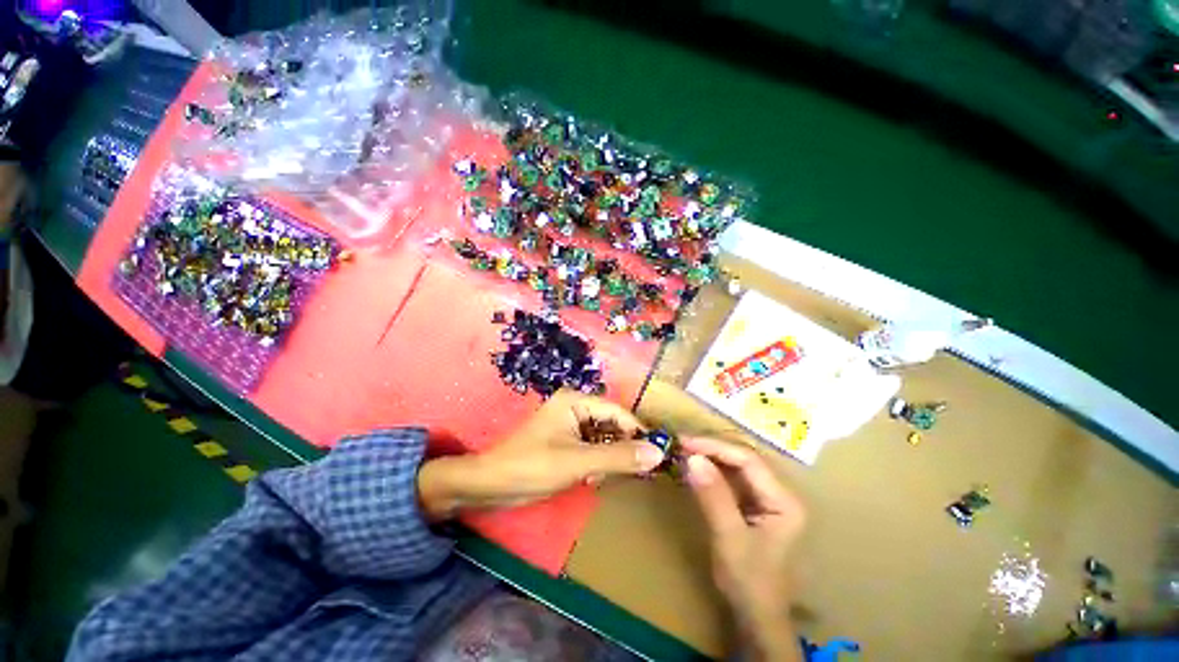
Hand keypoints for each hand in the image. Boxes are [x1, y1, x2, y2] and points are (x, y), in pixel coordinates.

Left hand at [417, 390, 665, 519]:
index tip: (659, 454)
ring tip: (604, 477)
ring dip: (609, 458)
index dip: (638, 432)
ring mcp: (570, 425)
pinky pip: (592, 448)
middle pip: (612, 424)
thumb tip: (657, 454)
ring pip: (604, 438)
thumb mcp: (578, 462)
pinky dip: (597, 463)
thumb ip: (618, 457)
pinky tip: (590, 479)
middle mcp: (575, 408)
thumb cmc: (532, 466)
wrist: (490, 485)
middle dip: (622, 447)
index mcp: (576, 401)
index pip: (618, 413)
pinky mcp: (565, 442)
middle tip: (637, 471)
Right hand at [682, 436, 805, 661]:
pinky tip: (698, 467)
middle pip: (745, 458)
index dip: (715, 447)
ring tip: (686, 451)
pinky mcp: (757, 505)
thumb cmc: (749, 581)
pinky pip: (735, 478)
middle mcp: (782, 493)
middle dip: (713, 448)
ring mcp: (770, 498)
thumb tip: (692, 458)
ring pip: (739, 465)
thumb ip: (713, 496)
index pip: (748, 460)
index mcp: (785, 500)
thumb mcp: (729, 538)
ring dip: (712, 456)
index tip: (685, 443)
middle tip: (682, 444)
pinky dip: (715, 470)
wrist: (757, 616)